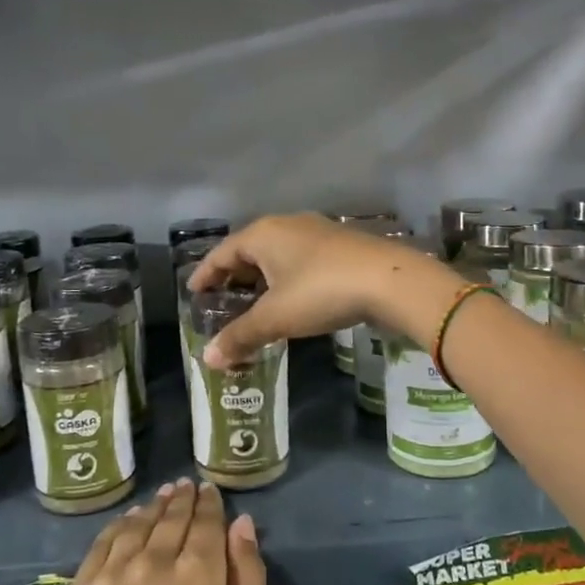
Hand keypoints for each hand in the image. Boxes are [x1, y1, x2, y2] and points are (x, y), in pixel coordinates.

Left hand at [56, 480, 265, 584]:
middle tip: (188, 486)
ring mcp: (109, 578)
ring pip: (136, 525)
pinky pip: (100, 546)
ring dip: (153, 507)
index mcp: (198, 576)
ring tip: (162, 496)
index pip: (206, 523)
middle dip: (183, 500)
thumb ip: (248, 581)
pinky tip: (127, 523)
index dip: (210, 504)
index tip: (211, 491)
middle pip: (171, 518)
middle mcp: (152, 563)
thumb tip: (242, 524)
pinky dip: (118, 527)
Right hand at [189, 213, 458, 367]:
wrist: (390, 280)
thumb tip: (208, 359)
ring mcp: (317, 232)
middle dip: (234, 277)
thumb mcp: (276, 318)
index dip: (205, 274)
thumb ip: (240, 336)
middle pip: (249, 250)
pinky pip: (300, 260)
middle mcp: (287, 225)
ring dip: (262, 279)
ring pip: (277, 255)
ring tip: (254, 305)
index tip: (193, 292)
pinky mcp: (341, 245)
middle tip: (221, 303)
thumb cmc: (321, 292)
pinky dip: (286, 279)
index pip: (222, 253)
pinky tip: (292, 299)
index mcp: (263, 234)